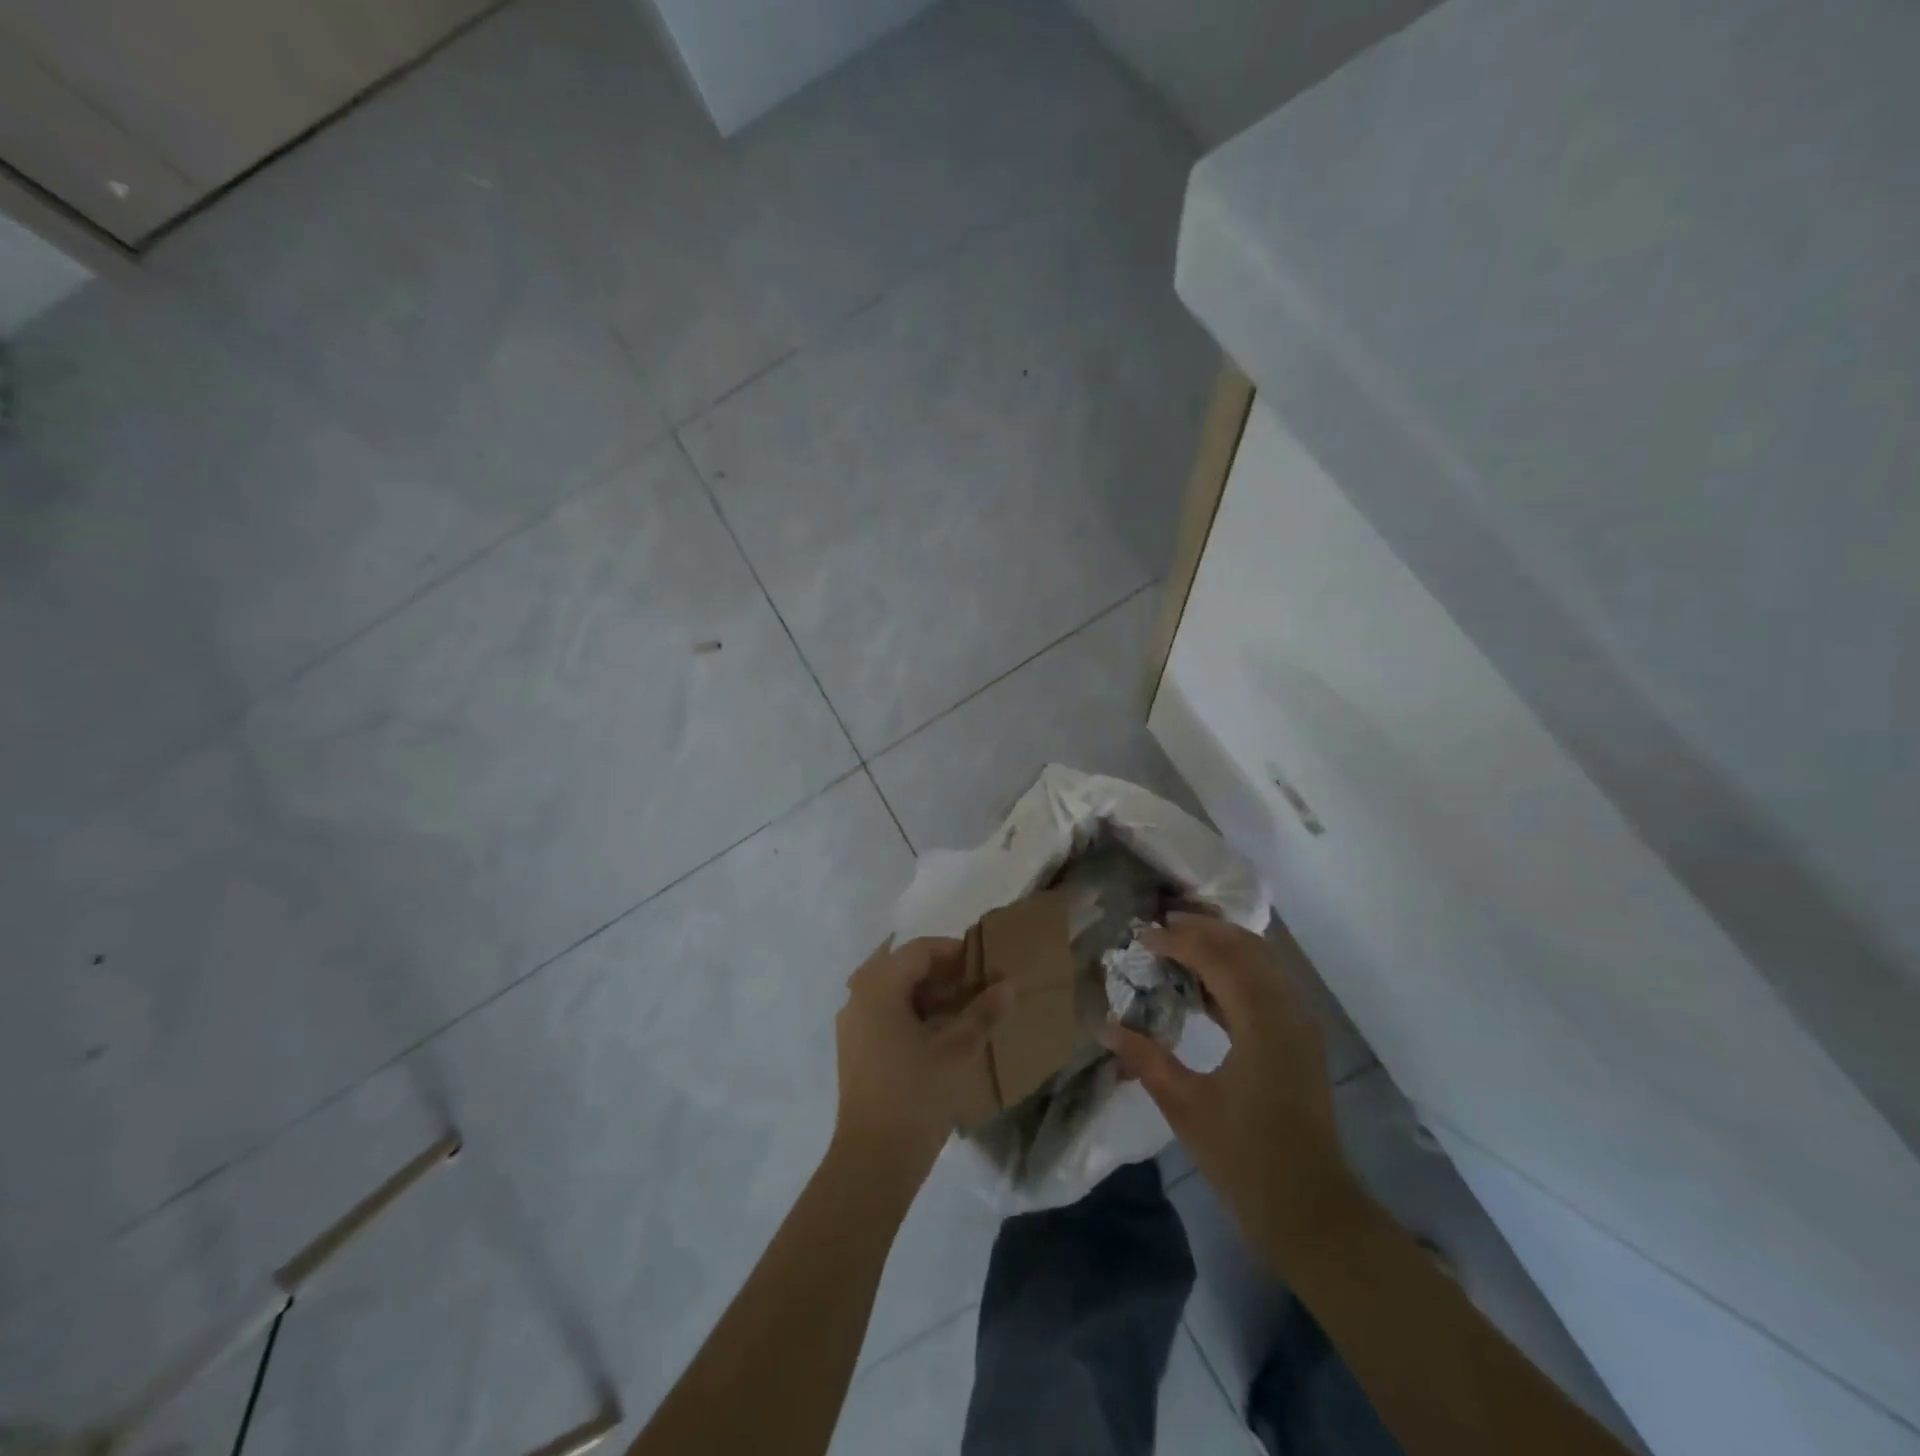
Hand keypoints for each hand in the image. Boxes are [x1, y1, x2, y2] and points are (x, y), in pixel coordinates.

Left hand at [833, 937, 1009, 1185]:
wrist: (874, 1159)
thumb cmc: (916, 1095)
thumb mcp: (957, 1050)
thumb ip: (983, 1012)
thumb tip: (1008, 985)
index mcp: (878, 987)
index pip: (918, 950)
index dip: (953, 952)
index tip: (983, 964)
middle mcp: (859, 997)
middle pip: (902, 966)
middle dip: (940, 971)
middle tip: (974, 984)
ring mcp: (853, 1024)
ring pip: (892, 990)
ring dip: (926, 992)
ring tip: (962, 1008)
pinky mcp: (855, 1048)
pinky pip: (884, 1011)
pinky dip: (911, 1011)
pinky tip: (939, 1031)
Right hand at [1101, 913, 1357, 1263]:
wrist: (1312, 1212)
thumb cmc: (1245, 1160)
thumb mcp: (1186, 1107)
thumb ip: (1145, 1060)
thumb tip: (1105, 1027)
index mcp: (1263, 1024)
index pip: (1219, 960)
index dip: (1179, 942)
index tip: (1142, 937)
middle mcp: (1288, 1013)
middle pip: (1247, 949)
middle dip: (1204, 930)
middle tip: (1162, 924)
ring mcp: (1300, 1026)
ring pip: (1262, 963)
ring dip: (1223, 946)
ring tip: (1180, 943)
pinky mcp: (1300, 1041)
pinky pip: (1268, 986)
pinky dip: (1236, 972)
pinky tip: (1203, 984)